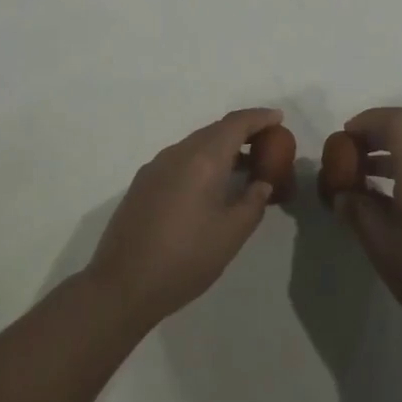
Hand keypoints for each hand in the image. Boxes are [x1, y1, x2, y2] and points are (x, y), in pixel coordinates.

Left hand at [84, 108, 282, 329]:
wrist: (123, 284)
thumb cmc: (185, 258)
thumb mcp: (230, 234)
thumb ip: (252, 203)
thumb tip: (261, 184)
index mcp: (202, 159)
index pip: (235, 124)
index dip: (259, 117)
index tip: (279, 118)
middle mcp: (177, 153)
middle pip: (215, 130)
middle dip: (242, 132)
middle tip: (267, 144)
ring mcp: (155, 167)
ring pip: (195, 145)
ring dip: (221, 148)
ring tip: (244, 167)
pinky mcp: (143, 183)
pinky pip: (180, 160)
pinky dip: (202, 162)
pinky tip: (211, 186)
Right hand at [330, 107, 401, 346]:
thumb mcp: (379, 242)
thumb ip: (355, 209)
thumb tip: (343, 194)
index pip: (395, 120)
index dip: (366, 121)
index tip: (343, 140)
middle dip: (372, 138)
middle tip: (346, 160)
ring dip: (386, 157)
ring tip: (359, 183)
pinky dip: (401, 173)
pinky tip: (384, 204)